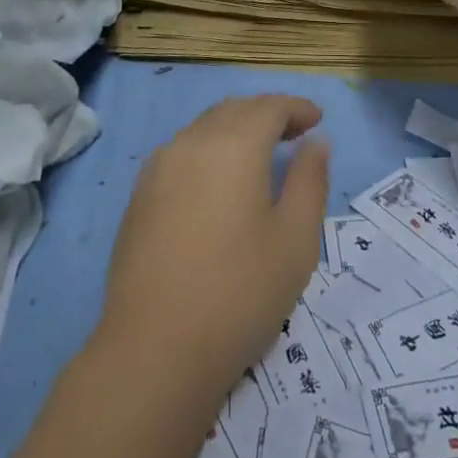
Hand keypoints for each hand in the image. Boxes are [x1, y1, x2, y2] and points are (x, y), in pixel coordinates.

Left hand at [100, 95, 329, 392]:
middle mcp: (193, 142)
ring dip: (235, 128)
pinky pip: (181, 152)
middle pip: (235, 110)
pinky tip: (217, 181)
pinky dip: (208, 149)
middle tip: (294, 133)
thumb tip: (316, 142)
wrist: (154, 350)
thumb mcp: (296, 240)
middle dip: (267, 113)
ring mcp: (159, 167)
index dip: (297, 107)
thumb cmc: (239, 293)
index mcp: (234, 145)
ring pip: (204, 127)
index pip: (270, 107)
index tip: (317, 120)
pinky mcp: (139, 195)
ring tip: (258, 154)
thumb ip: (310, 181)